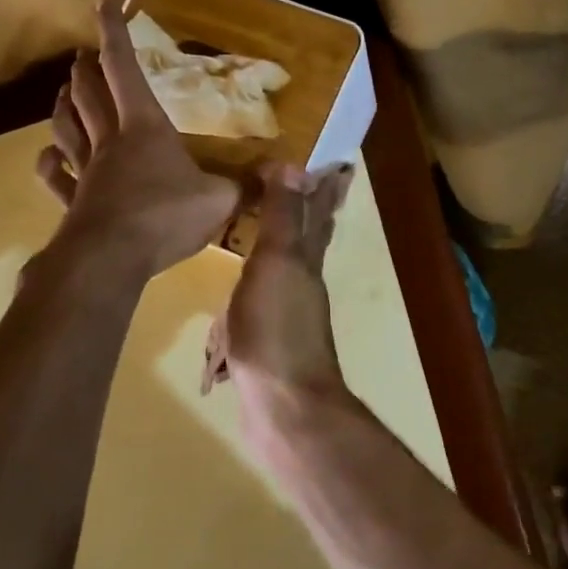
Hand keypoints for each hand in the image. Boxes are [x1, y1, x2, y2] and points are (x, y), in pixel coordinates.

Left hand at [36, 0, 240, 276]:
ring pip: (67, 127)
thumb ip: (246, 186)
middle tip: (84, 53)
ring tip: (64, 91)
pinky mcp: (73, 202)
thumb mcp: (220, 200)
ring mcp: (86, 171)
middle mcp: (110, 141)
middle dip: (86, 67)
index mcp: (145, 127)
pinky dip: (50, 162)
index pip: (125, 67)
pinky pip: (56, 176)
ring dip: (64, 104)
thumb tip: (279, 175)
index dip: (114, 30)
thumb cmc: (167, 217)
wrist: (112, 258)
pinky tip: (49, 156)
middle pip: (90, 93)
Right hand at [202, 162, 354, 411]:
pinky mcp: (265, 345)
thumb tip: (296, 165)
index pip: (317, 213)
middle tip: (298, 188)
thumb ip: (285, 218)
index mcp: (305, 262)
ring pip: (281, 274)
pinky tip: (232, 301)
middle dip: (305, 214)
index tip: (335, 161)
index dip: (324, 187)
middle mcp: (301, 285)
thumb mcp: (277, 265)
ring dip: (274, 253)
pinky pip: (254, 310)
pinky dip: (245, 297)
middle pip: (307, 241)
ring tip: (256, 234)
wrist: (283, 407)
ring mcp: (285, 318)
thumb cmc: (277, 331)